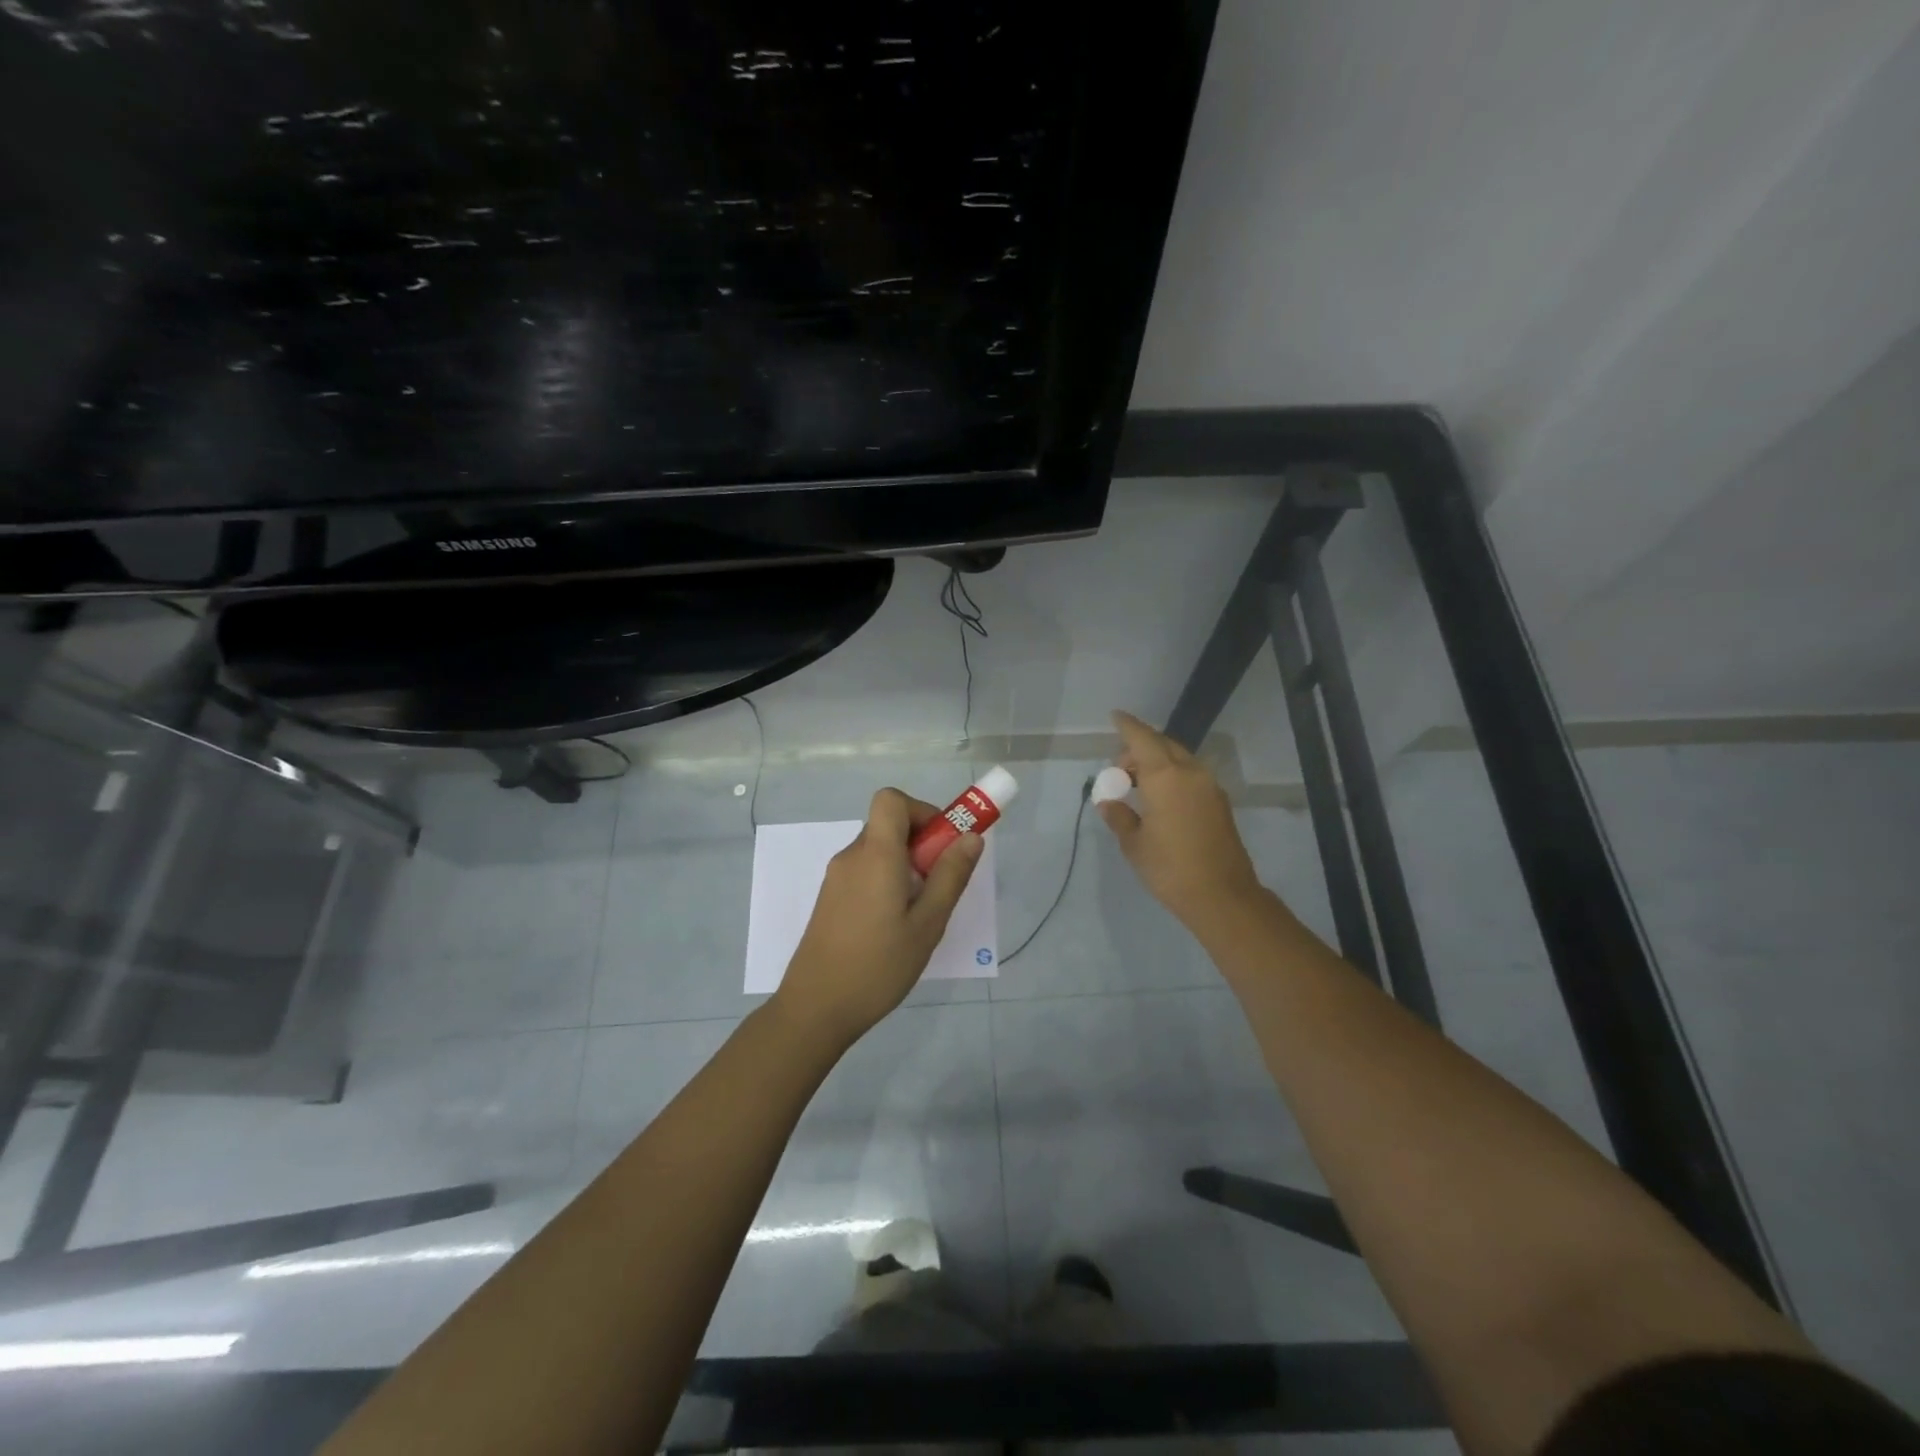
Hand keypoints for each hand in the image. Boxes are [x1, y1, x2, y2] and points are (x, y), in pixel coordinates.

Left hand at [773, 788, 984, 1048]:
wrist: (815, 1008)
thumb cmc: (878, 966)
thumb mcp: (927, 924)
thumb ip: (950, 876)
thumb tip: (970, 837)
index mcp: (876, 855)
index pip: (891, 800)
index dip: (921, 811)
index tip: (942, 843)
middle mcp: (852, 856)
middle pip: (888, 826)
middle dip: (921, 844)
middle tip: (939, 885)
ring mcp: (836, 878)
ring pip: (879, 851)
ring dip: (906, 866)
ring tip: (920, 914)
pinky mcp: (830, 899)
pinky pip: (865, 872)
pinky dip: (887, 882)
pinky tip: (894, 926)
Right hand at [1097, 710, 1264, 928]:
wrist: (1222, 895)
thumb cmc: (1170, 868)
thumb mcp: (1134, 843)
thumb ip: (1120, 816)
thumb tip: (1109, 803)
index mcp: (1166, 777)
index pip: (1142, 739)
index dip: (1127, 726)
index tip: (1115, 716)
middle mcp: (1190, 773)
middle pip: (1163, 745)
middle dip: (1139, 748)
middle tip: (1119, 769)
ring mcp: (1209, 787)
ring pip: (1179, 759)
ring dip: (1157, 762)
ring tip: (1136, 785)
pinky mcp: (1219, 802)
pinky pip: (1190, 775)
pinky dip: (1172, 775)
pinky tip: (1159, 797)